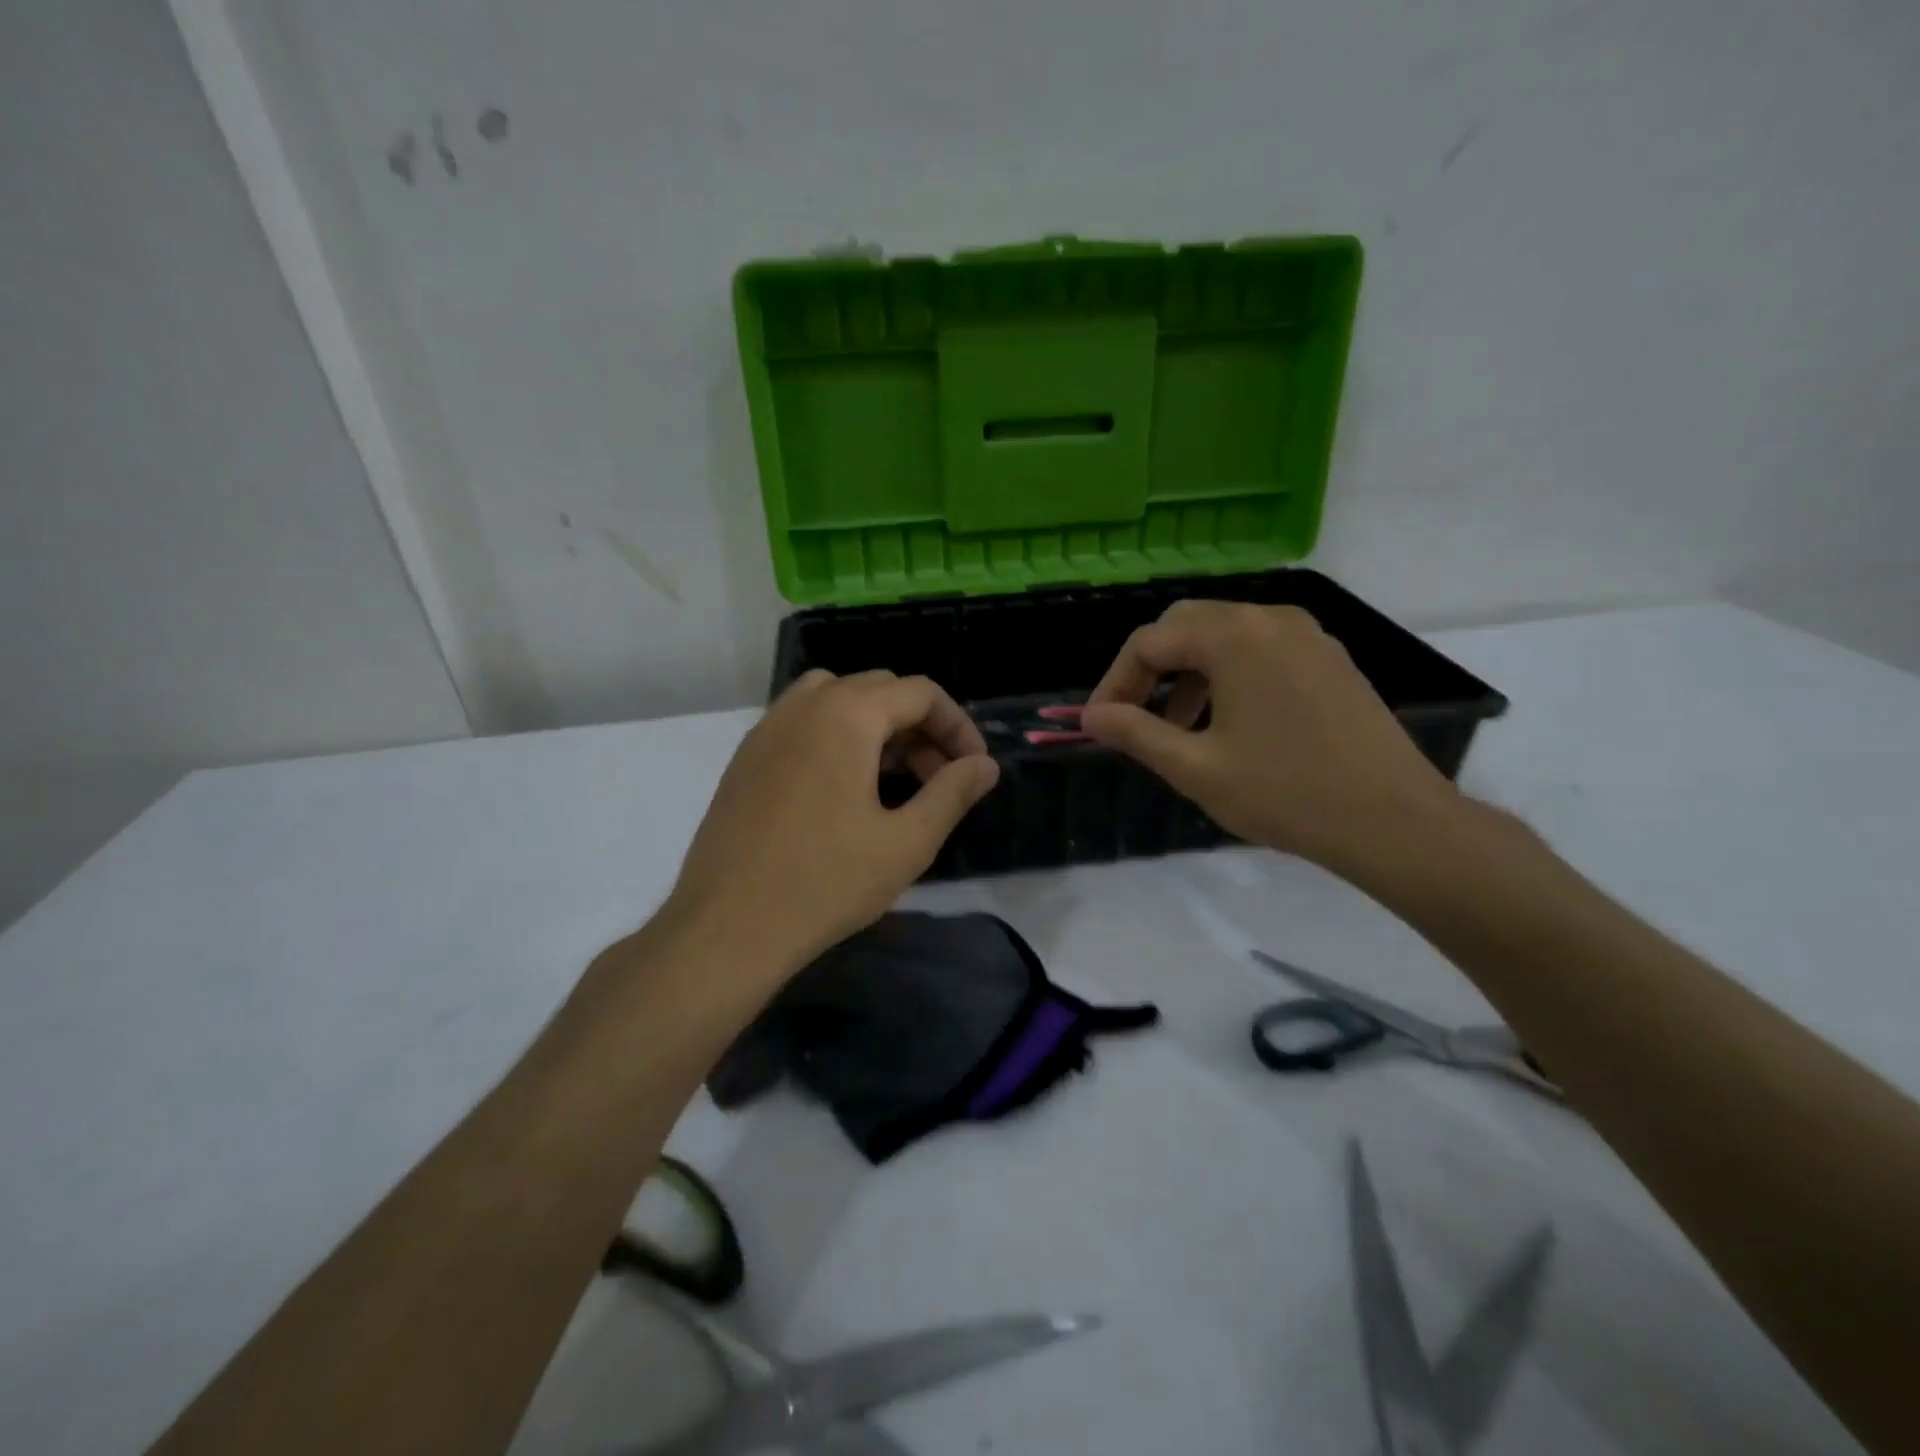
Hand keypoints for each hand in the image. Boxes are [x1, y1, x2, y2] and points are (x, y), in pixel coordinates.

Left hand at [661, 670, 999, 978]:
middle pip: (879, 688)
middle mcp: (803, 706)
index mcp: (846, 716)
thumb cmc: (825, 884)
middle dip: (919, 725)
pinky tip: (841, 788)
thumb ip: (952, 793)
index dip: (957, 725)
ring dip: (876, 724)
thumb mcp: (906, 842)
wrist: (727, 929)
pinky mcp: (745, 757)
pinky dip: (836, 734)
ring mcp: (767, 729)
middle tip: (937, 778)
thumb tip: (984, 765)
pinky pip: (802, 721)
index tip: (973, 768)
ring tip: (890, 776)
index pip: (919, 692)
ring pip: (836, 698)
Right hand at [1079, 601, 1457, 875]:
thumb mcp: (1195, 768)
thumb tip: (1090, 716)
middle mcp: (1270, 618)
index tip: (1100, 724)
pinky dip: (1227, 675)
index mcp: (1234, 636)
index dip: (1115, 682)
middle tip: (1133, 717)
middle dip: (1149, 670)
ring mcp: (1307, 634)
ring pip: (1223, 636)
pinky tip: (1229, 722)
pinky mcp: (1329, 657)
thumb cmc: (1286, 793)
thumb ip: (1135, 733)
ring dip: (1188, 673)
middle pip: (1185, 626)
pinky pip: (1260, 649)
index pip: (1149, 642)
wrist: (1394, 821)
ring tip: (1178, 728)